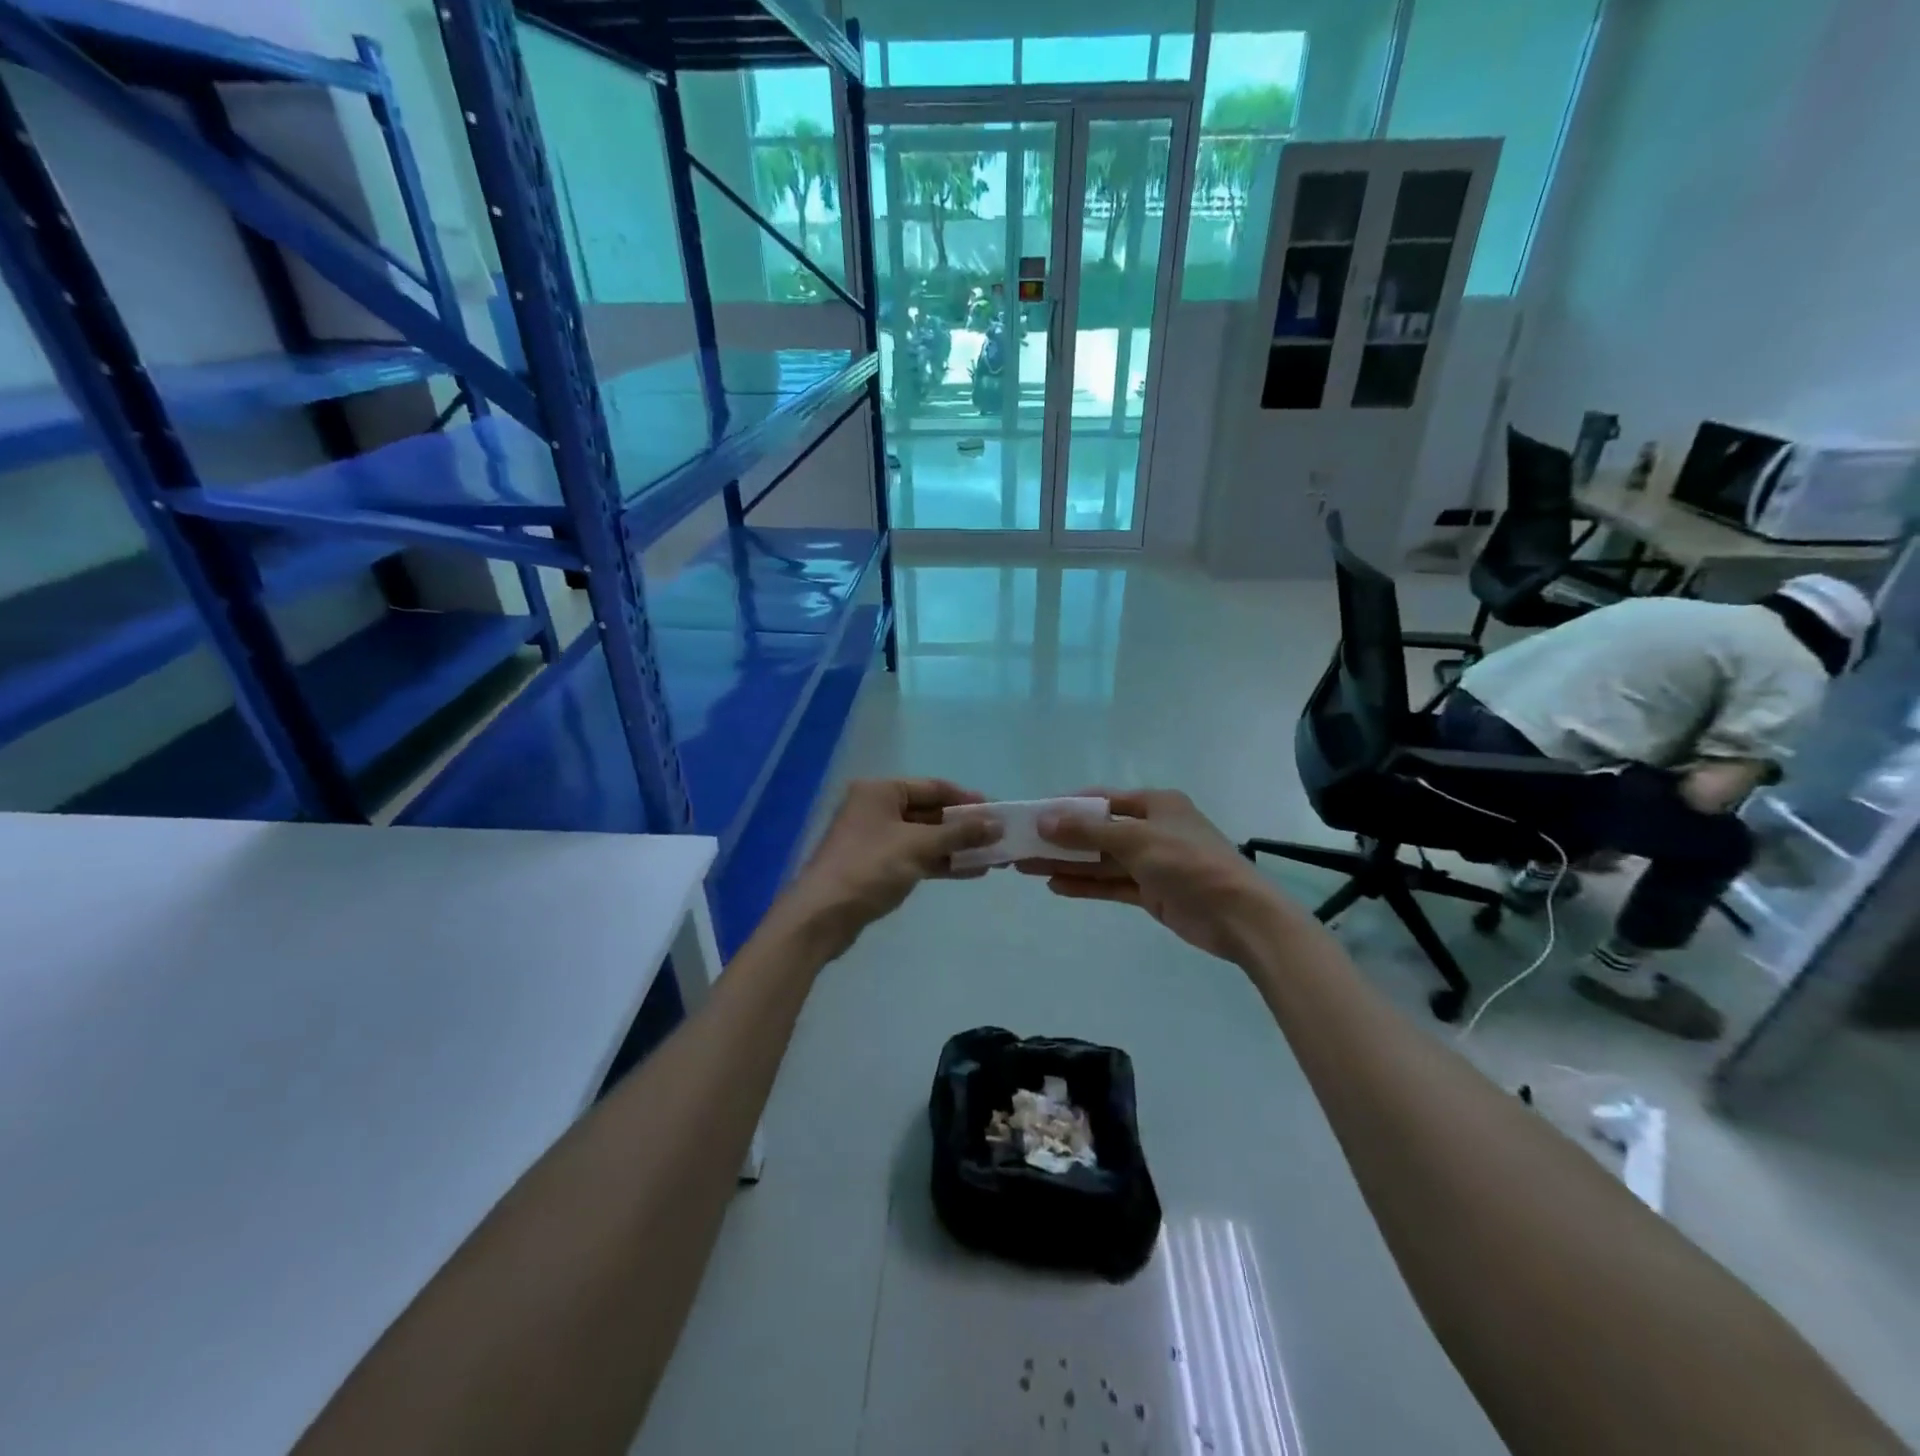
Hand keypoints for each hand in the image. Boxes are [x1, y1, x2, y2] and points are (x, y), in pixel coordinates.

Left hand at [779, 778, 1001, 954]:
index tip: (998, 811)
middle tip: (999, 837)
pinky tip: (971, 871)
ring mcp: (876, 838)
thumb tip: (997, 824)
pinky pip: (917, 857)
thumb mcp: (918, 846)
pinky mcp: (878, 866)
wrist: (822, 916)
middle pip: (930, 812)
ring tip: (994, 857)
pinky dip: (942, 862)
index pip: (933, 787)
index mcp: (880, 791)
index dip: (967, 799)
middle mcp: (877, 808)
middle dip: (965, 826)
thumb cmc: (869, 868)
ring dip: (957, 847)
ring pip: (926, 837)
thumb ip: (959, 833)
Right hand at [1016, 789, 1284, 965]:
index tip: (1033, 815)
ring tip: (1027, 867)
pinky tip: (1055, 885)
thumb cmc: (1190, 863)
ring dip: (1067, 863)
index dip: (1067, 806)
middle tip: (1021, 845)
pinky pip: (1111, 884)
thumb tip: (1044, 818)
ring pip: (1100, 860)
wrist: (1239, 916)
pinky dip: (1085, 885)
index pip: (1101, 800)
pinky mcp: (1152, 892)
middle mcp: (1152, 829)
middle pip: (1097, 831)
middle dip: (1060, 839)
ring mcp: (1152, 862)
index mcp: (1155, 804)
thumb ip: (1089, 830)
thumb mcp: (1137, 840)